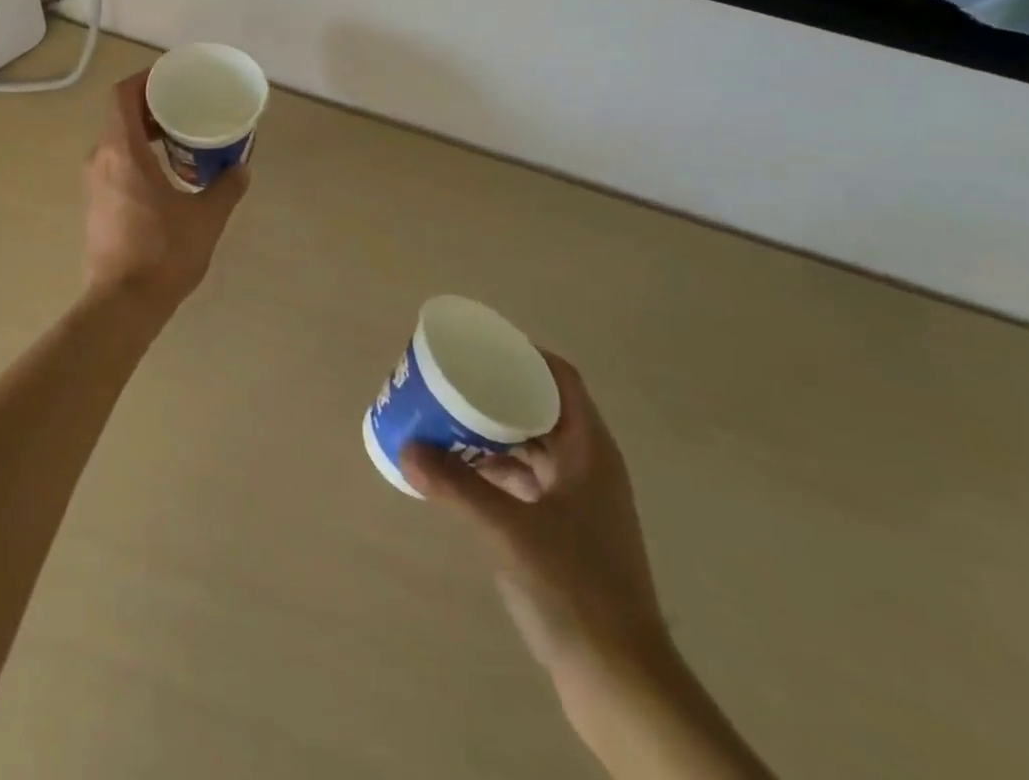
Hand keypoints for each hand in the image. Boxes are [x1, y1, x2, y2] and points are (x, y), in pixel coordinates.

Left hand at [81, 70, 248, 313]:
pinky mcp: (96, 205)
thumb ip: (226, 188)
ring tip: (181, 137)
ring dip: (145, 132)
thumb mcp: (205, 218)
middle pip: (120, 115)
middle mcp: (100, 160)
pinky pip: (115, 163)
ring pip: (116, 141)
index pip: (122, 95)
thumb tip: (241, 168)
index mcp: (122, 151)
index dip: (145, 79)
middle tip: (186, 106)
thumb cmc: (162, 253)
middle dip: (151, 105)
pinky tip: (166, 173)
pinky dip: (138, 155)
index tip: (173, 78)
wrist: (121, 305)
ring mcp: (94, 184)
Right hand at [400, 355, 669, 688]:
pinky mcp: (567, 533)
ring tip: (447, 417)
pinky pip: (526, 480)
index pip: (561, 379)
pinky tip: (461, 470)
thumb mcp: (509, 529)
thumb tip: (406, 448)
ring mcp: (579, 502)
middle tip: (452, 379)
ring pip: (532, 445)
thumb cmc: (575, 589)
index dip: (525, 354)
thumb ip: (457, 485)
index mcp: (590, 451)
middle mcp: (588, 467)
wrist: (622, 683)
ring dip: (493, 431)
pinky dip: (496, 468)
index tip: (481, 345)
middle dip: (498, 391)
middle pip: (542, 408)